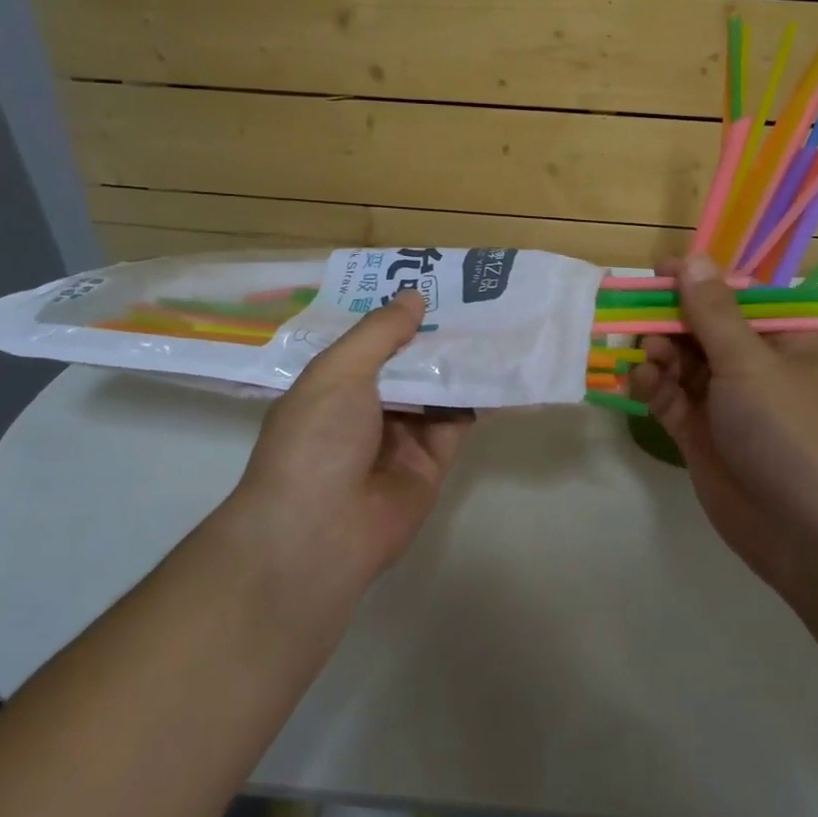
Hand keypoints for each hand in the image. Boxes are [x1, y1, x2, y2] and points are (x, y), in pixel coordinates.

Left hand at [229, 290, 472, 582]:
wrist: (321, 531)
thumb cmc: (317, 439)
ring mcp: (399, 438)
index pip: (370, 343)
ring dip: (460, 363)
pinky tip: (501, 368)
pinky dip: (477, 399)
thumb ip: (380, 333)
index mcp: (333, 386)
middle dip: (435, 336)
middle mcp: (366, 410)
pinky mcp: (431, 464)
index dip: (398, 317)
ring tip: (497, 323)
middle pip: (407, 365)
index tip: (431, 284)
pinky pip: (457, 423)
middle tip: (475, 298)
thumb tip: (415, 297)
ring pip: (436, 391)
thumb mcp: (339, 371)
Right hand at [628, 255, 817, 593]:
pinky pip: (670, 400)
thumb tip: (693, 258)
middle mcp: (755, 368)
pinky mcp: (701, 438)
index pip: (736, 298)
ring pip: (682, 365)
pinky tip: (637, 380)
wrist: (812, 531)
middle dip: (669, 321)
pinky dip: (652, 387)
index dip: (698, 282)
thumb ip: (713, 312)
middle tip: (635, 316)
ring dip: (658, 354)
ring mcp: (727, 405)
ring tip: (644, 356)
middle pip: (703, 330)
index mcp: (783, 340)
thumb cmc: (791, 428)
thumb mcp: (751, 361)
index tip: (657, 272)